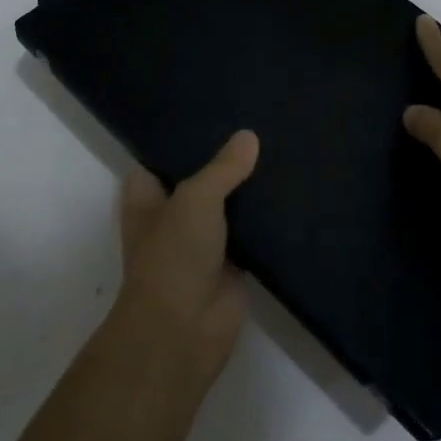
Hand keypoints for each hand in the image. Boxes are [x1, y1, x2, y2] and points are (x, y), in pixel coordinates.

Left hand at [113, 130, 258, 381]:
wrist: (184, 330)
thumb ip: (222, 168)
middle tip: (260, 125)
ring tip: (281, 148)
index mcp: (147, 196)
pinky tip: (292, 191)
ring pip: (228, 204)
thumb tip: (249, 137)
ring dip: (249, 188)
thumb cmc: (173, 255)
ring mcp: (202, 239)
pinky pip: (252, 232)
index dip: (186, 136)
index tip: (217, 110)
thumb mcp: (195, 199)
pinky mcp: (232, 263)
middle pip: (201, 178)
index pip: (164, 155)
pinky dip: (267, 219)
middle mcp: (172, 214)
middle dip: (225, 160)